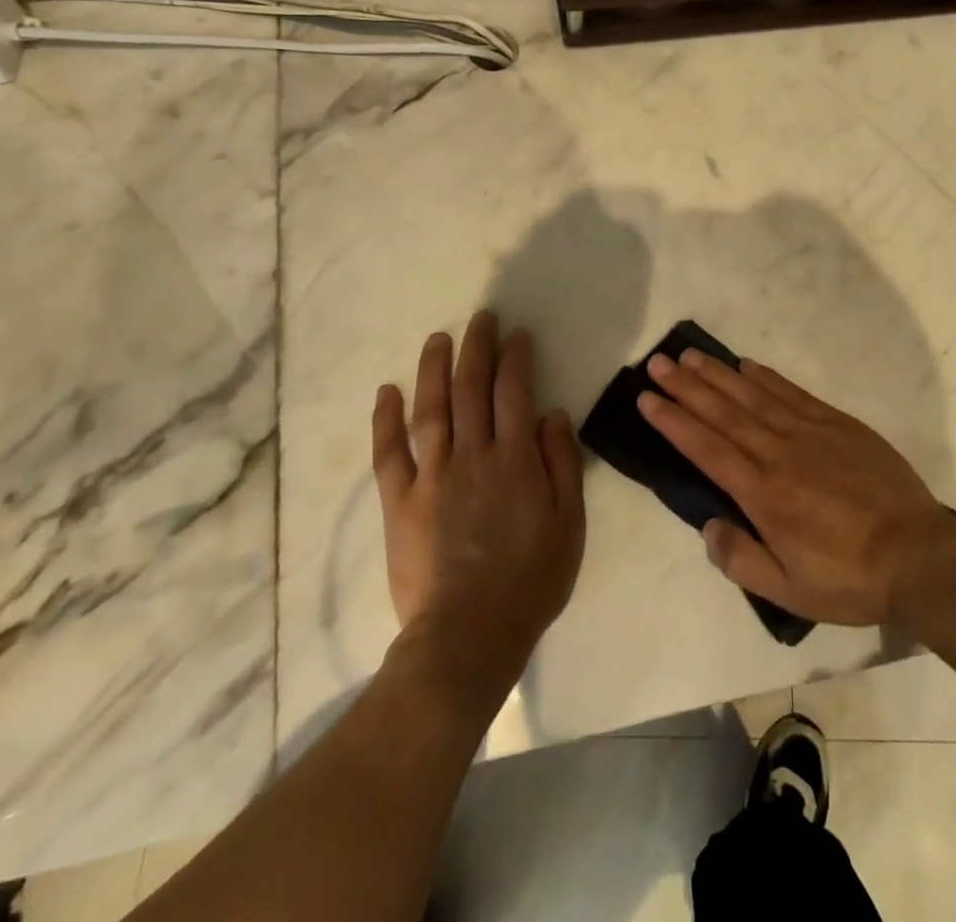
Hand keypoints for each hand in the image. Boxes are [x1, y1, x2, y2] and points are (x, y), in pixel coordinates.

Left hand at [372, 312, 585, 693]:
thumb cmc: (530, 581)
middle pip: (471, 389)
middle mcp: (473, 456)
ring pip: (431, 409)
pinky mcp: (400, 502)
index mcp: (515, 460)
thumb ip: (562, 464)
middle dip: (477, 348)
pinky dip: (386, 420)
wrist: (469, 636)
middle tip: (481, 318)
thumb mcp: (569, 525)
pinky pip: (389, 453)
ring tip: (438, 338)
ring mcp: (432, 476)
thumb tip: (552, 413)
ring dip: (434, 369)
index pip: (515, 392)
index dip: (516, 358)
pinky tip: (387, 391)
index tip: (516, 334)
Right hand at [637, 350, 955, 627]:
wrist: (920, 556)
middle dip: (686, 386)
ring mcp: (809, 433)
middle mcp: (779, 453)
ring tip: (690, 355)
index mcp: (763, 494)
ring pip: (753, 396)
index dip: (673, 421)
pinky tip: (746, 365)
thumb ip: (741, 559)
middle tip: (657, 362)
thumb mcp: (790, 591)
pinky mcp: (837, 424)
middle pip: (723, 412)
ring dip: (718, 374)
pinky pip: (792, 393)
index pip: (706, 448)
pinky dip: (766, 377)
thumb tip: (709, 526)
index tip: (647, 398)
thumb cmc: (850, 578)